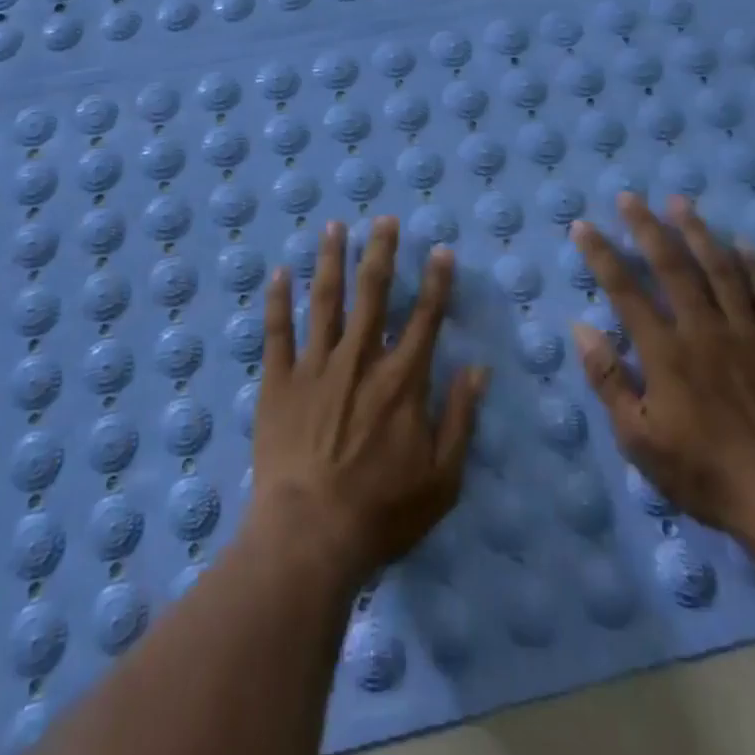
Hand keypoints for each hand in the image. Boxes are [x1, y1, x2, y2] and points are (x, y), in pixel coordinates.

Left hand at [250, 216, 489, 585]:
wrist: (310, 536)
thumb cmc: (382, 512)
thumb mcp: (442, 478)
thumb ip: (461, 419)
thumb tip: (478, 369)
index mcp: (401, 380)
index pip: (424, 318)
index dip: (436, 282)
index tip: (440, 250)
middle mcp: (360, 359)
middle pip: (372, 293)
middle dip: (380, 252)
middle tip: (383, 218)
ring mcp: (315, 366)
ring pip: (325, 300)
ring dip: (331, 260)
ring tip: (334, 226)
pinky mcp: (279, 381)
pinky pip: (277, 331)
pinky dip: (277, 300)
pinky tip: (279, 271)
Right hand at [571, 193, 754, 536]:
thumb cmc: (704, 473)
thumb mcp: (639, 439)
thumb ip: (608, 380)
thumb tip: (582, 328)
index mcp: (665, 352)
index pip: (624, 290)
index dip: (601, 254)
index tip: (582, 226)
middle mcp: (703, 330)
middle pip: (672, 266)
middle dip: (647, 227)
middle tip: (630, 197)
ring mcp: (746, 334)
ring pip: (719, 269)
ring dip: (697, 232)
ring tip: (680, 202)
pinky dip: (753, 266)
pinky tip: (742, 244)